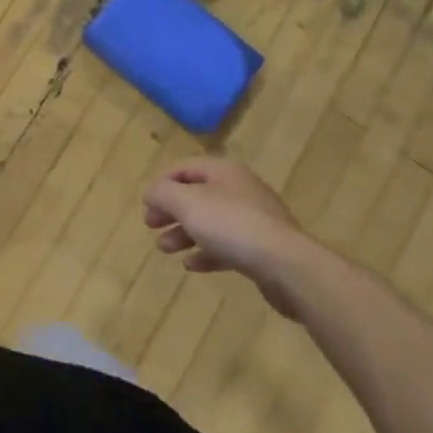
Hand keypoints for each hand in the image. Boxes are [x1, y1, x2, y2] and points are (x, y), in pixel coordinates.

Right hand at [143, 159, 318, 318]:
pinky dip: (206, 252)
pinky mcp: (262, 248)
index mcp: (223, 171)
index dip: (161, 183)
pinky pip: (227, 245)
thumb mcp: (187, 203)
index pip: (184, 167)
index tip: (146, 203)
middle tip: (151, 225)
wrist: (287, 265)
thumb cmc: (231, 225)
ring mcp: (254, 219)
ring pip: (210, 222)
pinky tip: (191, 265)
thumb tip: (150, 192)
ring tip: (164, 248)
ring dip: (183, 233)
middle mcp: (239, 189)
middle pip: (196, 195)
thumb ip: (162, 193)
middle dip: (170, 210)